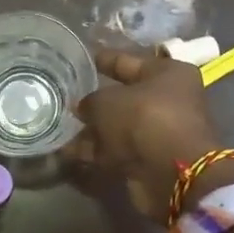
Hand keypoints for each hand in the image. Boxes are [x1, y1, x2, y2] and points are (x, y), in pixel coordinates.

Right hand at [75, 49, 228, 220]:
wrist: (172, 174)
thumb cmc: (144, 119)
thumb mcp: (107, 101)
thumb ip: (90, 101)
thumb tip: (82, 108)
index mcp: (168, 74)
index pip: (129, 61)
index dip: (105, 60)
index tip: (84, 58)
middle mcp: (168, 100)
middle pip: (125, 97)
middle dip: (96, 100)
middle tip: (67, 96)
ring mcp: (159, 133)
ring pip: (118, 126)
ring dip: (92, 129)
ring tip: (61, 126)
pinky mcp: (149, 160)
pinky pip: (116, 150)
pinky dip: (95, 151)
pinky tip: (67, 152)